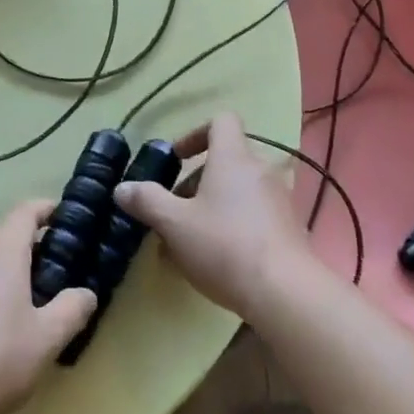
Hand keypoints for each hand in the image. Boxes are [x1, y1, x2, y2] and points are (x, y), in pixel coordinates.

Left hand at [0, 200, 96, 413]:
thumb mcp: (47, 339)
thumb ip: (72, 309)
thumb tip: (86, 293)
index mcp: (2, 248)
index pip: (27, 210)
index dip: (47, 210)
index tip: (64, 220)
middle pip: (3, 234)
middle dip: (28, 247)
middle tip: (50, 275)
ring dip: (0, 270)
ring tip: (17, 304)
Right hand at [113, 112, 312, 316]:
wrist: (285, 292)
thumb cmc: (224, 245)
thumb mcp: (174, 224)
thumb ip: (147, 201)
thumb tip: (122, 188)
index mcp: (233, 157)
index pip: (221, 121)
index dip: (196, 134)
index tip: (177, 159)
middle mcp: (260, 169)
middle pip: (227, 160)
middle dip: (198, 182)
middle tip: (176, 211)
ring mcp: (280, 199)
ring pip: (240, 190)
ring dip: (215, 206)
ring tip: (192, 241)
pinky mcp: (291, 229)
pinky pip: (256, 215)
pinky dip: (236, 225)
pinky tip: (219, 260)